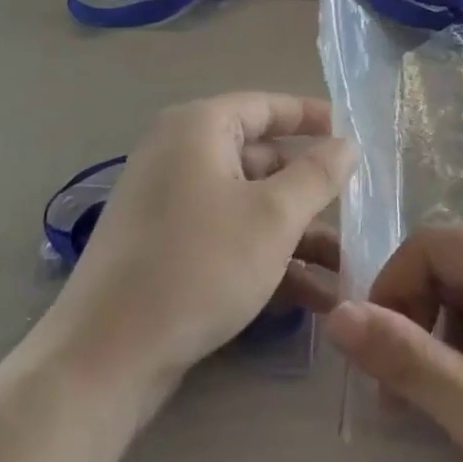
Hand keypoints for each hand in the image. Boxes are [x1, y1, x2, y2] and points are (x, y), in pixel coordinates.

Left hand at [36, 92, 354, 414]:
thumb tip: (347, 144)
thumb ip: (317, 175)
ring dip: (296, 235)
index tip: (350, 131)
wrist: (106, 355)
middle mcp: (180, 154)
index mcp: (199, 127)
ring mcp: (169, 203)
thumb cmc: (198, 264)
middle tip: (355, 212)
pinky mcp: (165, 248)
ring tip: (346, 270)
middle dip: (310, 191)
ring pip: (248, 205)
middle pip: (260, 159)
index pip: (266, 106)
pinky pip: (227, 236)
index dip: (311, 116)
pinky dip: (265, 257)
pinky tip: (312, 299)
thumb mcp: (272, 218)